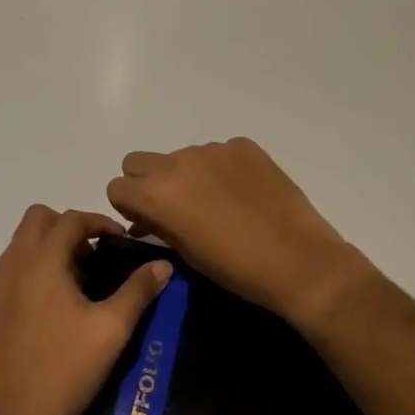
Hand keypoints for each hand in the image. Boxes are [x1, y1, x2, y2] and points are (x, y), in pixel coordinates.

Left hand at [0, 206, 173, 414]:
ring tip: (73, 283)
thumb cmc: (66, 370)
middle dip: (67, 227)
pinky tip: (45, 310)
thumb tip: (162, 265)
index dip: (99, 221)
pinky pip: (5, 274)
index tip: (119, 240)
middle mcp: (10, 265)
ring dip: (46, 249)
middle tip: (92, 256)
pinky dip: (27, 274)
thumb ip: (139, 290)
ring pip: (18, 246)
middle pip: (37, 219)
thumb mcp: (112, 329)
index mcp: (42, 262)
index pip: (71, 219)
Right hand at [106, 138, 374, 329]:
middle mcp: (177, 162)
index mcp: (157, 192)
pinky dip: (221, 169)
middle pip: (138, 161)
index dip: (128, 206)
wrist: (298, 260)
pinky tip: (243, 194)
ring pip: (180, 156)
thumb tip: (144, 219)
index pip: (117, 186)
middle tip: (173, 207)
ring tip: (217, 203)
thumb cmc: (235, 269)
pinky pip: (217, 152)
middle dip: (147, 182)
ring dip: (187, 174)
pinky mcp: (243, 145)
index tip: (146, 221)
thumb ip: (157, 226)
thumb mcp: (185, 253)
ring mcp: (212, 149)